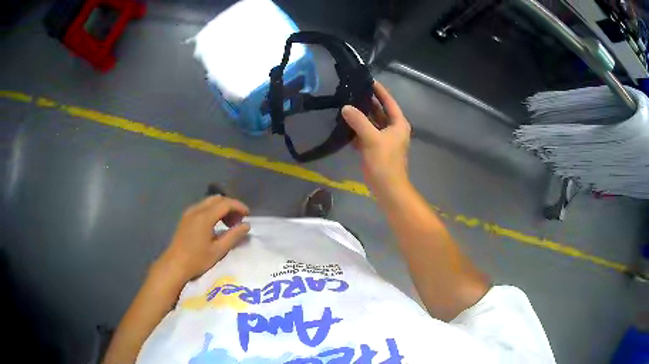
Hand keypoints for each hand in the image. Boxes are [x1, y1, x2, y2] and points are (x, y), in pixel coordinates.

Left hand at [156, 196, 250, 282]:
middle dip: (230, 206)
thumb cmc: (197, 260)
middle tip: (238, 220)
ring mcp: (189, 213)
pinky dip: (212, 211)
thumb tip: (246, 225)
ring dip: (221, 208)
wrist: (175, 265)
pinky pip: (202, 207)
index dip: (238, 206)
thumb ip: (233, 236)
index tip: (248, 215)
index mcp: (204, 217)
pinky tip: (215, 225)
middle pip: (217, 199)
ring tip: (228, 224)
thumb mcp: (218, 250)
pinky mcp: (185, 218)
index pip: (225, 203)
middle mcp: (196, 210)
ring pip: (209, 202)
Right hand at [342, 81, 411, 195]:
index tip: (368, 80)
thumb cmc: (385, 162)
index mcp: (398, 124)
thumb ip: (359, 121)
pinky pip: (366, 134)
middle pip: (380, 111)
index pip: (389, 101)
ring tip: (346, 104)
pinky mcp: (376, 149)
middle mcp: (393, 129)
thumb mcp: (372, 138)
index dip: (379, 90)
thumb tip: (346, 107)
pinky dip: (358, 130)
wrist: (387, 188)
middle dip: (368, 102)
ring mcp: (384, 139)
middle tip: (352, 91)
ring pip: (372, 123)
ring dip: (361, 116)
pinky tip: (345, 124)